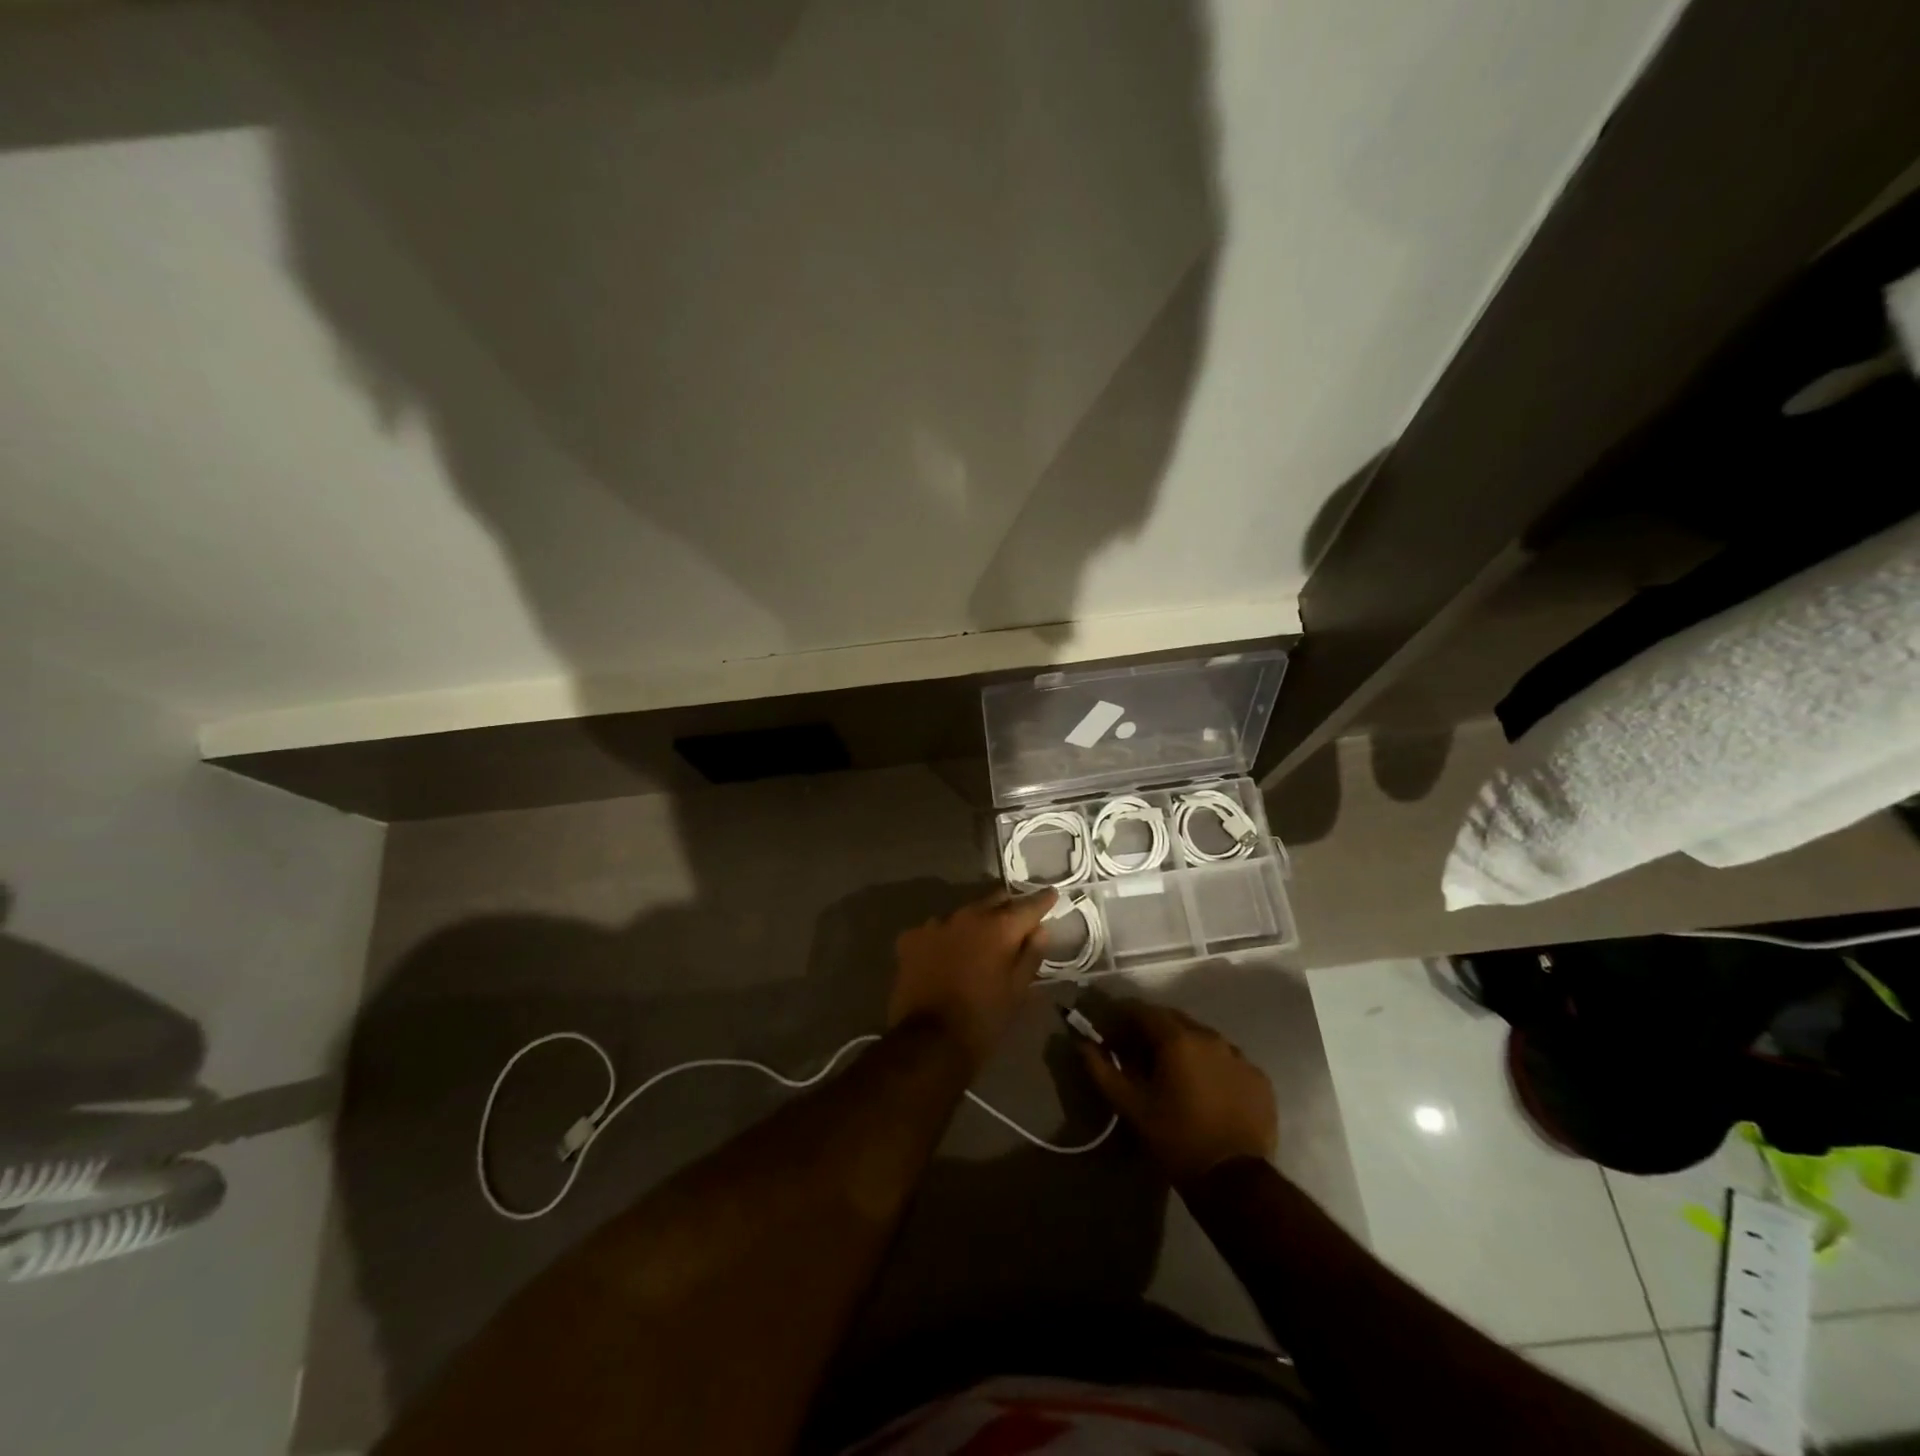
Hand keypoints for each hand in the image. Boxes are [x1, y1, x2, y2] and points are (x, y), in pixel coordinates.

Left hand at [888, 889, 1055, 1069]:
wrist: (929, 1042)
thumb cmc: (983, 1018)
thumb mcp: (1017, 990)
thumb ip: (1031, 955)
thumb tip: (1040, 930)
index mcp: (998, 927)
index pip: (1028, 905)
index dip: (1042, 900)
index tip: (1051, 895)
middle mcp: (967, 915)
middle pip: (994, 901)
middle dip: (1007, 908)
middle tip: (1016, 921)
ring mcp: (935, 923)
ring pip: (963, 913)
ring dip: (974, 923)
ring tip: (978, 941)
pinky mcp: (910, 937)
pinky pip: (935, 929)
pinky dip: (945, 938)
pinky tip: (945, 955)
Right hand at [1078, 1002, 1276, 1184]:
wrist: (1234, 1181)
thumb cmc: (1175, 1139)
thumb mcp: (1130, 1106)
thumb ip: (1102, 1070)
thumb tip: (1081, 1044)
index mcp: (1177, 1039)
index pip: (1142, 1011)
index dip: (1122, 1019)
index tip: (1111, 1037)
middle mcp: (1210, 1037)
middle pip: (1174, 1020)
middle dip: (1152, 1030)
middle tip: (1138, 1054)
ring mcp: (1239, 1056)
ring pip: (1203, 1038)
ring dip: (1183, 1047)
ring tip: (1173, 1074)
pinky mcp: (1259, 1078)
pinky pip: (1228, 1060)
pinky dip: (1211, 1066)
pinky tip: (1205, 1090)